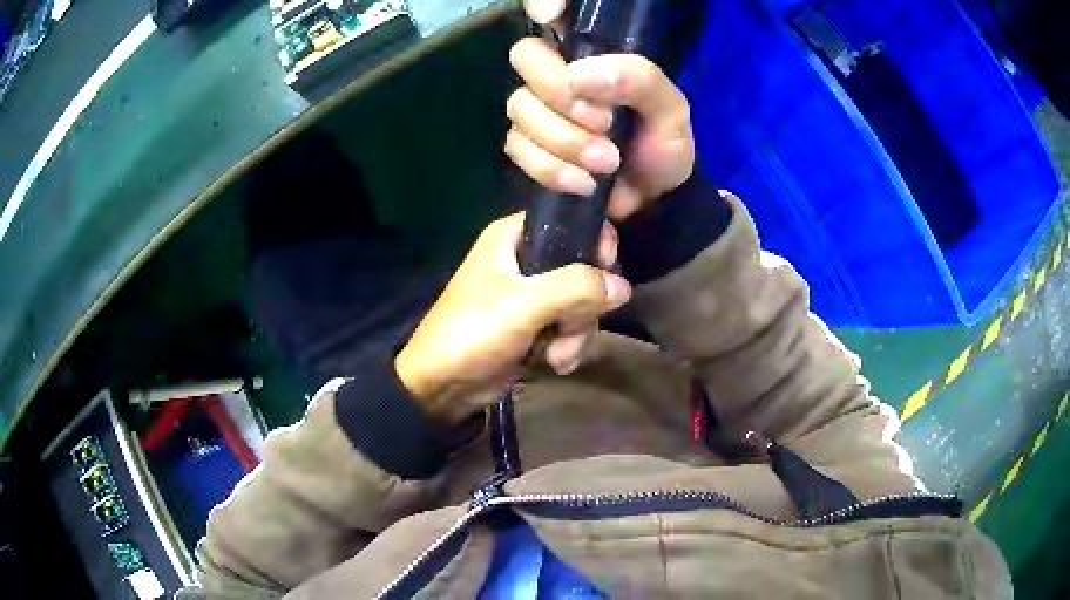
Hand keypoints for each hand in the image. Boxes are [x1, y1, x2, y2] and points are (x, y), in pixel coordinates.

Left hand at [395, 214, 630, 425]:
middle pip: (583, 267)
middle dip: (584, 304)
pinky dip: (568, 345)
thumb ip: (577, 287)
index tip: (607, 269)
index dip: (594, 242)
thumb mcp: (524, 304)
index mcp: (514, 237)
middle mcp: (526, 259)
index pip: (569, 221)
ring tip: (557, 356)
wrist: (444, 386)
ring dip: (577, 332)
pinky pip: (571, 325)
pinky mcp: (537, 323)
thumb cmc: (474, 332)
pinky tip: (554, 363)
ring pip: (582, 301)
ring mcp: (533, 294)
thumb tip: (623, 286)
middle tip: (570, 324)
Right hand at [506, 0, 695, 218]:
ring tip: (608, 162)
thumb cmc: (662, 145)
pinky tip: (585, 182)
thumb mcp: (670, 109)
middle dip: (562, 96)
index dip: (542, 2)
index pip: (552, 11)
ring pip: (520, 108)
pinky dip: (552, 169)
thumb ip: (639, 79)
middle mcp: (559, 72)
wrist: (652, 200)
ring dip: (565, 141)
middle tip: (605, 124)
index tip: (551, 16)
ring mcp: (539, 108)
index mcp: (593, 52)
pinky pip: (518, 147)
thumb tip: (579, 75)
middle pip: (525, 57)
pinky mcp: (529, 147)